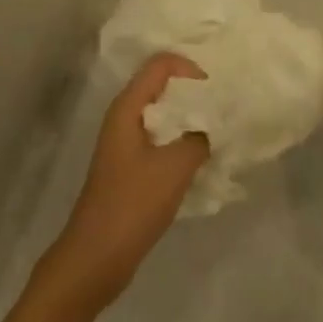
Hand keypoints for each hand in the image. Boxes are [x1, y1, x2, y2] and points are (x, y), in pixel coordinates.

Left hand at [45, 53, 209, 309]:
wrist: (97, 256)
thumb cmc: (133, 203)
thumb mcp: (175, 167)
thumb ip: (199, 137)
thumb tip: (214, 125)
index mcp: (127, 107)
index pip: (160, 64)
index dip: (190, 69)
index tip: (217, 91)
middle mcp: (124, 117)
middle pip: (161, 86)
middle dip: (194, 93)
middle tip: (225, 108)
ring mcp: (125, 143)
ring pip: (163, 115)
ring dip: (190, 119)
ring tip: (220, 132)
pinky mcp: (130, 167)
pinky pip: (161, 140)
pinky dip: (182, 142)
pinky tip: (203, 159)